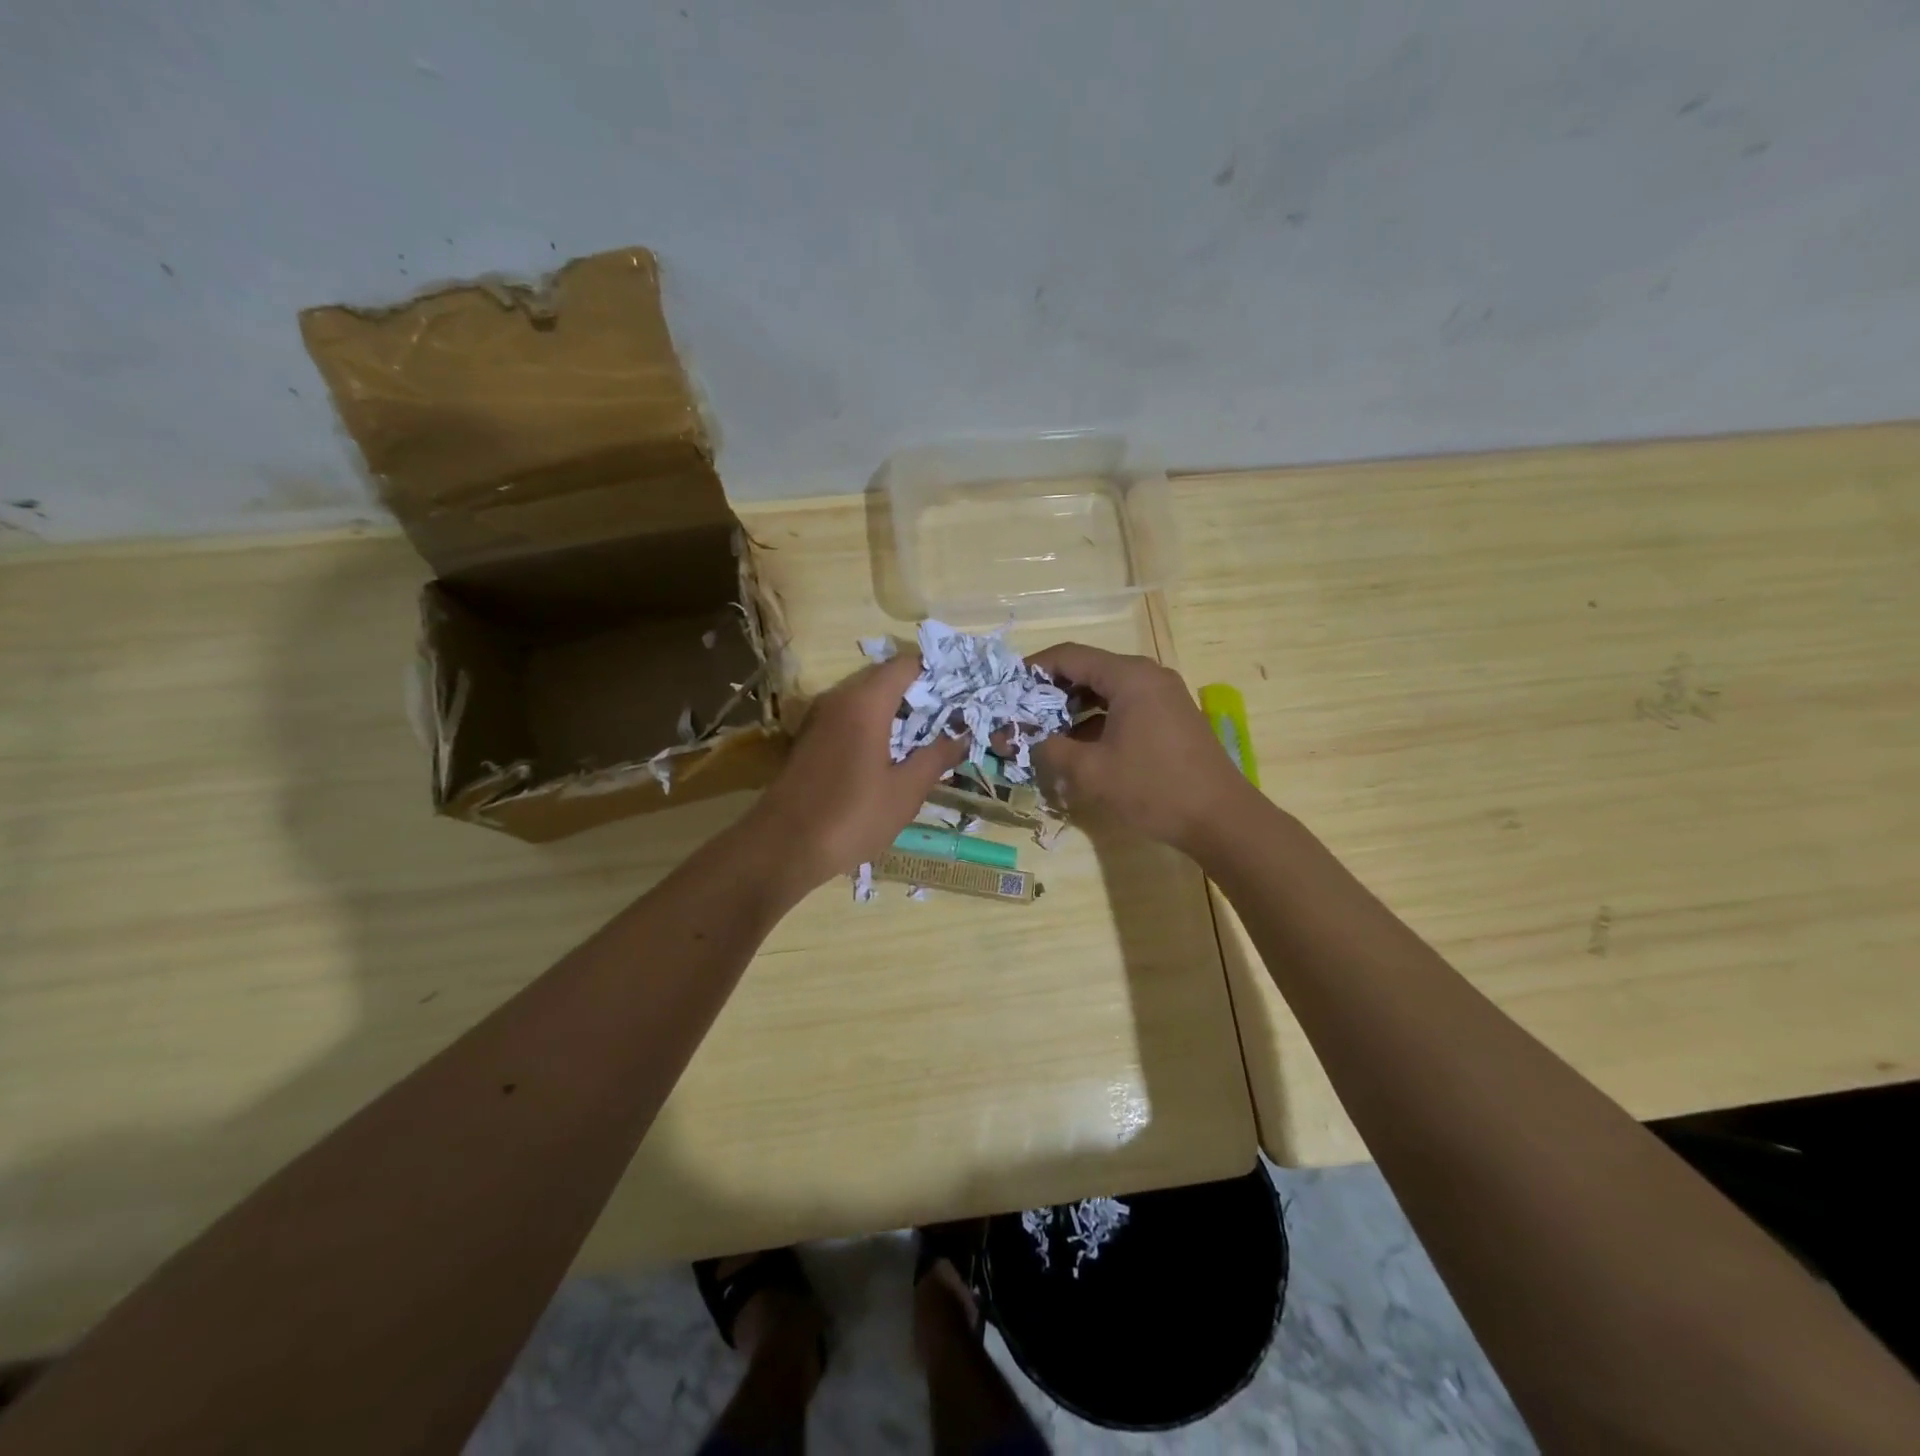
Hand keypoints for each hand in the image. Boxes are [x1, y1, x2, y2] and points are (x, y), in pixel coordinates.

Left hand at [750, 653, 967, 888]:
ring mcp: (820, 718)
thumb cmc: (851, 816)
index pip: (906, 665)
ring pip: (865, 698)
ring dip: (896, 710)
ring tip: (927, 734)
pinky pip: (849, 717)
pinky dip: (874, 724)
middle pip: (885, 678)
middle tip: (951, 714)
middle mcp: (839, 699)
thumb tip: (962, 736)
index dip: (936, 671)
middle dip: (919, 692)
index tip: (962, 689)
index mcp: (865, 703)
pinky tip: (892, 752)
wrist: (782, 847)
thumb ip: (935, 758)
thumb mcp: (905, 791)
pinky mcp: (810, 738)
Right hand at [1029, 642, 1251, 855]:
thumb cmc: (1152, 788)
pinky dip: (1097, 720)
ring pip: (1106, 690)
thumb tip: (1020, 738)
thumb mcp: (1090, 771)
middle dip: (1051, 691)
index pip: (1069, 656)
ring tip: (1044, 732)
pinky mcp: (1170, 717)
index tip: (1007, 689)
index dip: (1033, 669)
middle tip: (1022, 714)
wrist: (1220, 818)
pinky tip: (1079, 746)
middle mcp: (1147, 675)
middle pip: (1088, 669)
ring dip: (1073, 708)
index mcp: (1128, 676)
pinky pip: (1124, 706)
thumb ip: (1049, 748)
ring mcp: (1162, 695)